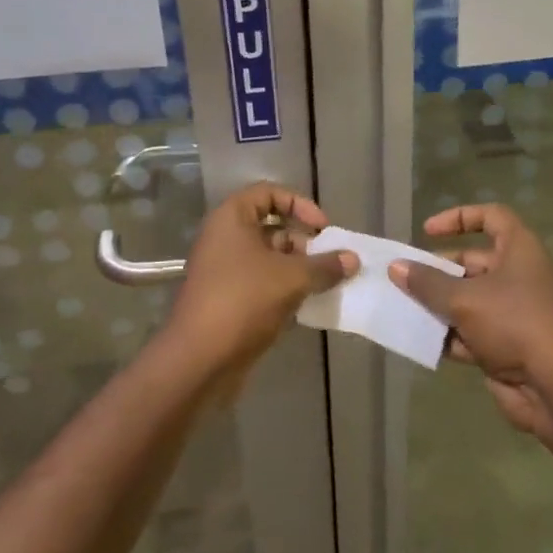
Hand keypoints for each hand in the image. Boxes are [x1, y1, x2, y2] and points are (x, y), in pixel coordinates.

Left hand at [165, 183, 356, 382]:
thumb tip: (353, 259)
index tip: (322, 228)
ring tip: (325, 284)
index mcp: (231, 219)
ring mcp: (224, 271)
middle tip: (329, 261)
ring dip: (298, 269)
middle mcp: (224, 239)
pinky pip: (262, 284)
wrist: (199, 359)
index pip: (268, 193)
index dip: (299, 204)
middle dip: (304, 242)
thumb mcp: (292, 278)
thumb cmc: (244, 301)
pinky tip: (308, 305)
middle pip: (270, 227)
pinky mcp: (228, 300)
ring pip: (268, 259)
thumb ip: (325, 265)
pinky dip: (285, 290)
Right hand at [391, 204, 552, 441]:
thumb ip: (428, 283)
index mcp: (519, 250)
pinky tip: (419, 341)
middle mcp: (518, 275)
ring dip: (438, 305)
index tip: (427, 231)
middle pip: (472, 263)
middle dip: (438, 271)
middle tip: (404, 280)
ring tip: (402, 309)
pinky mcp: (505, 345)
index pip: (491, 217)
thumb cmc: (514, 323)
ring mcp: (512, 312)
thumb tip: (396, 267)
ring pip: (467, 300)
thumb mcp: (465, 299)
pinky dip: (448, 335)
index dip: (459, 218)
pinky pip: (470, 333)